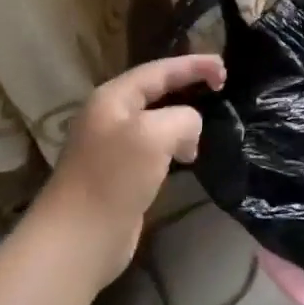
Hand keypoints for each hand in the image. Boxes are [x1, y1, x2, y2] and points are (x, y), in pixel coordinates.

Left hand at [41, 53, 225, 286]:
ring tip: (201, 136)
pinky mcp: (120, 174)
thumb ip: (183, 118)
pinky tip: (186, 159)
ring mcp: (113, 146)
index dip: (193, 65)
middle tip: (221, 87)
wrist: (78, 239)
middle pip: (157, 91)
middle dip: (188, 87)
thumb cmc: (114, 178)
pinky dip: (175, 146)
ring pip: (157, 121)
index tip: (225, 68)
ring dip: (183, 122)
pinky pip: (155, 147)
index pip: (160, 70)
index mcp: (113, 98)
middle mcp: (110, 116)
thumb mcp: (155, 134)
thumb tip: (190, 129)